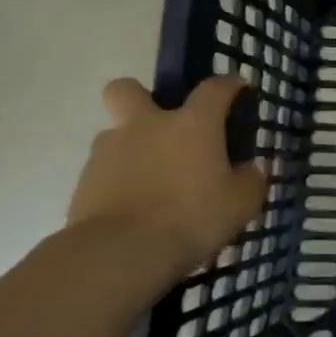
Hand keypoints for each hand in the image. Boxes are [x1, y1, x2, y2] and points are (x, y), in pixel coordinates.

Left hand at [67, 77, 267, 277]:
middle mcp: (147, 126)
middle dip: (142, 97)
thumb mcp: (241, 203)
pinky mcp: (84, 181)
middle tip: (163, 124)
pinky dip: (120, 179)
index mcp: (192, 124)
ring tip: (153, 179)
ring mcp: (109, 151)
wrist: (119, 252)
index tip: (238, 88)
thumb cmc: (191, 217)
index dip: (229, 84)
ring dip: (132, 146)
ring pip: (115, 133)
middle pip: (128, 89)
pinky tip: (136, 205)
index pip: (214, 88)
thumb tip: (251, 169)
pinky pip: (105, 169)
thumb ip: (250, 180)